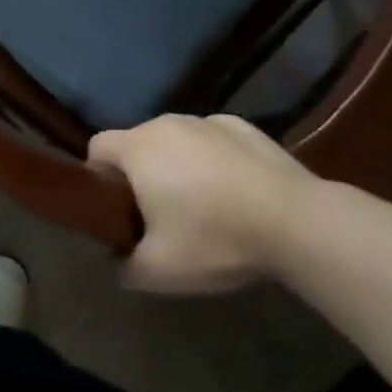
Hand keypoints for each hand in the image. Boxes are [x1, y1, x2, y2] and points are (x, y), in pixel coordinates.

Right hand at [88, 114, 315, 294]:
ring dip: (178, 164)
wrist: (294, 220)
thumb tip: (117, 264)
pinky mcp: (240, 125)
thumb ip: (127, 267)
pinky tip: (237, 191)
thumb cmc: (214, 237)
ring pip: (176, 140)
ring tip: (204, 204)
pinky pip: (212, 141)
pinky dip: (214, 159)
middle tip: (160, 214)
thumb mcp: (161, 270)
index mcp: (137, 148)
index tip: (116, 207)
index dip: (98, 176)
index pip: (97, 147)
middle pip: (137, 143)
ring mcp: (205, 121)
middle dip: (141, 173)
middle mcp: (165, 123)